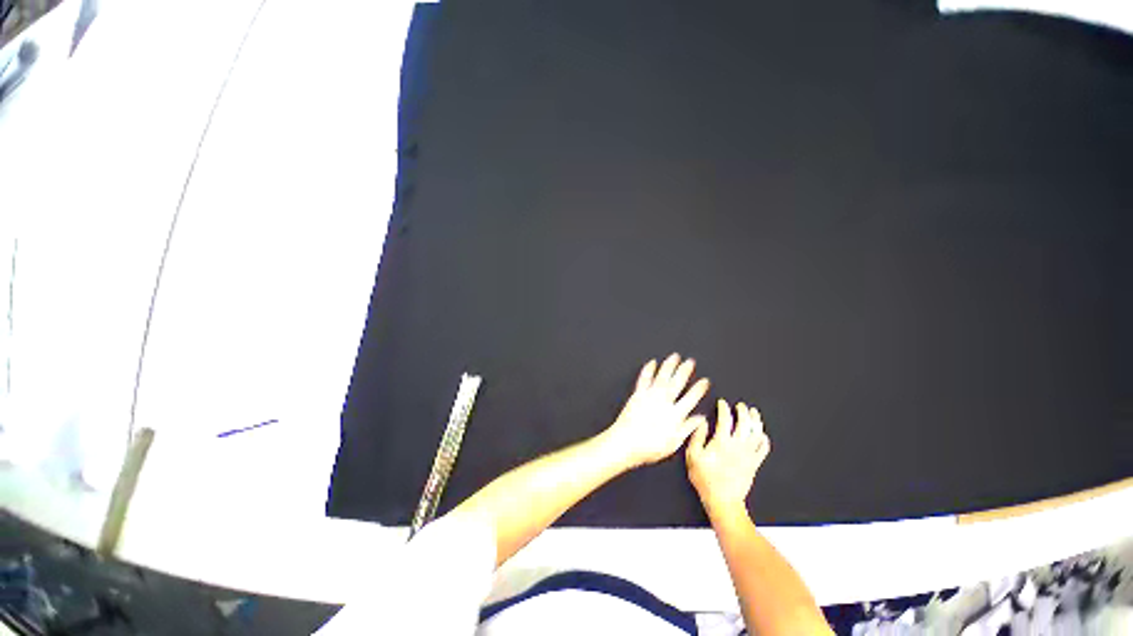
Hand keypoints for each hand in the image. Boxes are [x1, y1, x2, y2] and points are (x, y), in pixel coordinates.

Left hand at [600, 353, 710, 468]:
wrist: (626, 442)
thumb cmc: (649, 447)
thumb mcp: (673, 443)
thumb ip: (687, 428)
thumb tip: (700, 419)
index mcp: (675, 415)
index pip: (691, 398)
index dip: (699, 389)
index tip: (704, 381)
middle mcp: (664, 402)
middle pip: (677, 383)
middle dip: (685, 371)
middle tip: (691, 362)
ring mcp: (650, 396)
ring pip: (662, 377)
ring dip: (669, 365)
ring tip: (675, 356)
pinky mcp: (638, 394)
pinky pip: (644, 379)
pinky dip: (648, 369)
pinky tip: (652, 362)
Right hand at [686, 399, 770, 514]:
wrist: (723, 500)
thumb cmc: (705, 478)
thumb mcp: (692, 456)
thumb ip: (697, 436)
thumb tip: (702, 421)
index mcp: (722, 442)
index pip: (725, 419)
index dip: (724, 408)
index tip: (722, 403)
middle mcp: (738, 446)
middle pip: (744, 423)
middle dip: (743, 411)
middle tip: (740, 405)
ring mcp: (748, 455)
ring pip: (756, 433)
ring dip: (756, 421)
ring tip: (754, 413)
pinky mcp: (755, 464)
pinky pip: (763, 449)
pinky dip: (764, 439)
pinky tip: (762, 434)